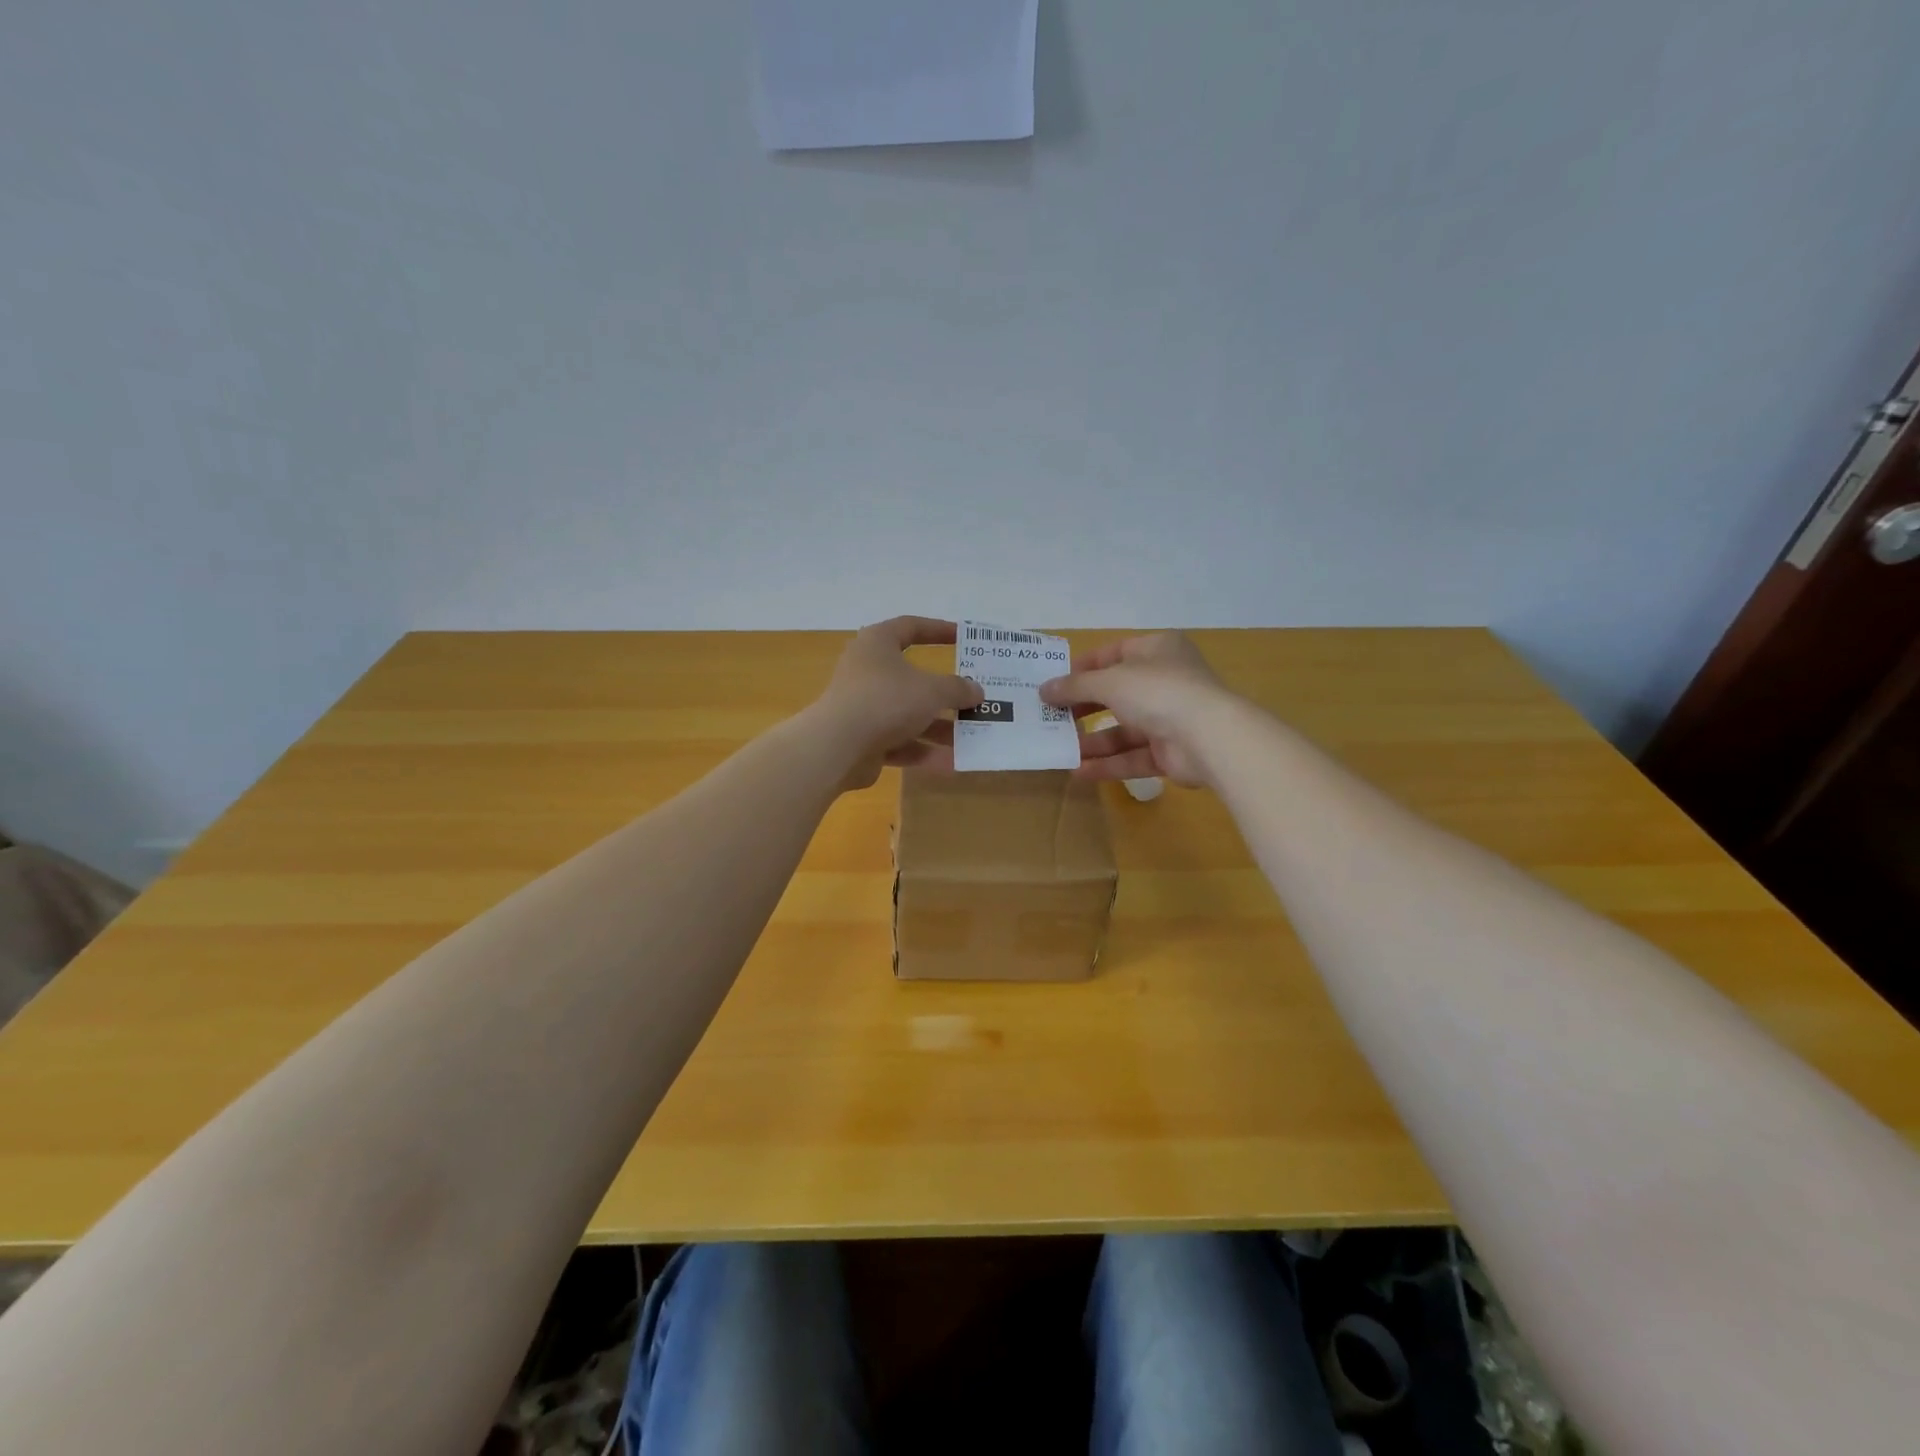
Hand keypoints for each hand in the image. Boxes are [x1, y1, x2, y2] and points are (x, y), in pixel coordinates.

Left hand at [812, 616, 983, 790]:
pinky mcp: (862, 740)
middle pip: (912, 678)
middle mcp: (867, 671)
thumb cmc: (887, 700)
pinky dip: (923, 751)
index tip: (964, 637)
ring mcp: (863, 707)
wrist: (838, 747)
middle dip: (945, 692)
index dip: (939, 630)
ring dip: (939, 726)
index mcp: (877, 644)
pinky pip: (899, 742)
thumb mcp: (932, 690)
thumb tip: (977, 691)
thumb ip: (958, 689)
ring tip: (971, 737)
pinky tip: (951, 763)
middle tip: (974, 698)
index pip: (911, 627)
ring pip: (907, 714)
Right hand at [1040, 633, 1233, 786]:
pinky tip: (1079, 771)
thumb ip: (1074, 686)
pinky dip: (1108, 763)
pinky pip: (1133, 756)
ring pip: (1123, 729)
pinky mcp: (1171, 752)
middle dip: (1082, 708)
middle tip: (1051, 718)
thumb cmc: (1156, 691)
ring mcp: (1170, 718)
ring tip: (1060, 748)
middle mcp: (1165, 680)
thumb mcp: (1109, 682)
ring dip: (1092, 740)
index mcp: (1156, 650)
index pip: (1112, 654)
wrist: (1208, 737)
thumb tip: (1044, 689)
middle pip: (1115, 694)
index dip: (1081, 668)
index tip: (1052, 684)